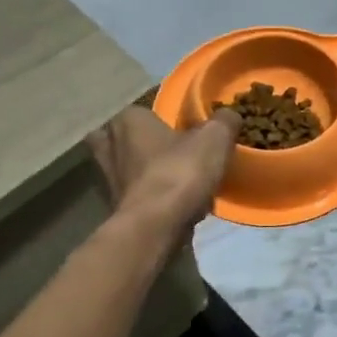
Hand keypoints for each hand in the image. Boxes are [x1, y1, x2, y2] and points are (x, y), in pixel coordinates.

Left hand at [88, 104, 241, 244]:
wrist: (156, 226)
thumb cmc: (180, 171)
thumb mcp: (215, 137)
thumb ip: (223, 121)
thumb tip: (228, 115)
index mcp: (128, 120)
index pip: (140, 110)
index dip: (159, 118)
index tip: (181, 128)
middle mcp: (109, 145)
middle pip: (123, 138)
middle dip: (139, 142)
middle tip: (168, 148)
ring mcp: (107, 179)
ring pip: (126, 167)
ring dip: (144, 171)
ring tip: (174, 176)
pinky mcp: (115, 207)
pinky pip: (134, 193)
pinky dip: (149, 195)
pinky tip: (173, 200)